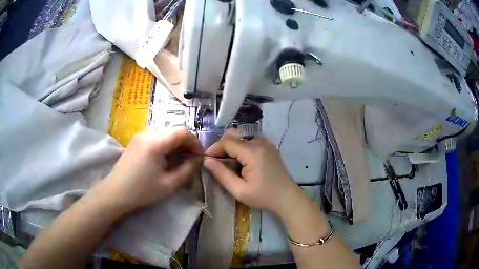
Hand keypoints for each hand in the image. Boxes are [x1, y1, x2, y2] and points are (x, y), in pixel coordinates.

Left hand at [90, 127, 202, 213]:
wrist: (115, 192)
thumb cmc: (142, 190)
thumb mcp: (169, 184)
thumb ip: (187, 170)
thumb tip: (198, 160)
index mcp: (156, 142)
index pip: (183, 132)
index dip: (195, 143)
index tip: (199, 157)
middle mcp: (147, 133)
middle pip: (174, 131)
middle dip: (186, 144)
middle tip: (191, 160)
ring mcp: (140, 135)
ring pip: (165, 133)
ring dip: (175, 144)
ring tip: (178, 159)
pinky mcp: (135, 140)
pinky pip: (156, 136)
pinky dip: (165, 144)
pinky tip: (164, 158)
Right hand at [204, 129, 302, 216]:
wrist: (287, 197)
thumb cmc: (263, 196)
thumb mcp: (239, 190)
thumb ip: (221, 174)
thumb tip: (207, 161)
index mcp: (252, 152)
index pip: (226, 142)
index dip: (214, 149)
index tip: (206, 160)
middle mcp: (259, 142)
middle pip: (233, 136)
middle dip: (221, 147)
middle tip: (216, 163)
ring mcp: (266, 143)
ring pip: (241, 138)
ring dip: (231, 148)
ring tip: (228, 164)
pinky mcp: (269, 146)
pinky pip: (249, 141)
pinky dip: (241, 149)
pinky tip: (241, 163)